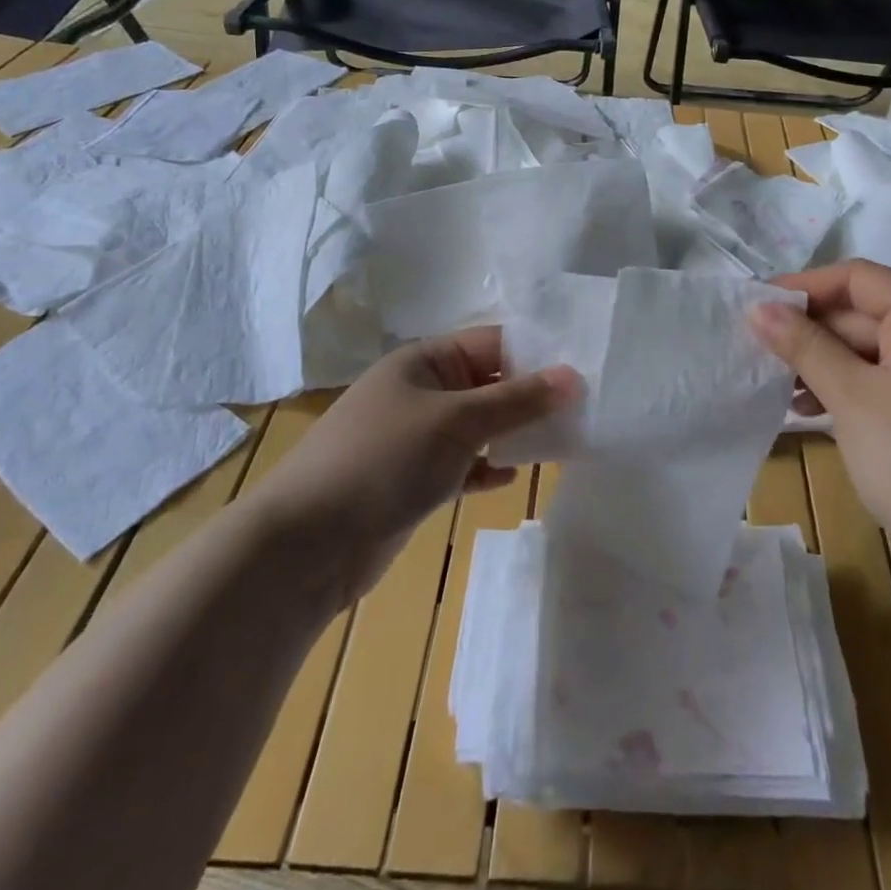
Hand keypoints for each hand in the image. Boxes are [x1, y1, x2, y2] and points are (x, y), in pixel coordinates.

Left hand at [245, 327, 578, 599]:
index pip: (493, 344)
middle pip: (489, 384)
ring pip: (478, 426)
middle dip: (531, 397)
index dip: (538, 354)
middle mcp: (421, 392)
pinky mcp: (413, 479)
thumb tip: (575, 377)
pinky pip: (462, 464)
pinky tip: (510, 478)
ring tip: (562, 442)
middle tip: (584, 410)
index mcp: (424, 361)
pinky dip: (486, 467)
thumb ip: (518, 400)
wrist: (306, 545)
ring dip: (513, 433)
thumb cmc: (383, 460)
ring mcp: (416, 437)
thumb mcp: (457, 421)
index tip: (584, 370)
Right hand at [751, 261, 890, 561]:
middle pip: (862, 313)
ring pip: (865, 350)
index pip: (860, 279)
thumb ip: (805, 346)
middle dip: (810, 330)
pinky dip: (842, 387)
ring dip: (820, 361)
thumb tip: (757, 308)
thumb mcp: (852, 398)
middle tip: (758, 350)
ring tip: (780, 388)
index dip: (807, 285)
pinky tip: (809, 410)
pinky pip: (877, 380)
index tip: (758, 305)